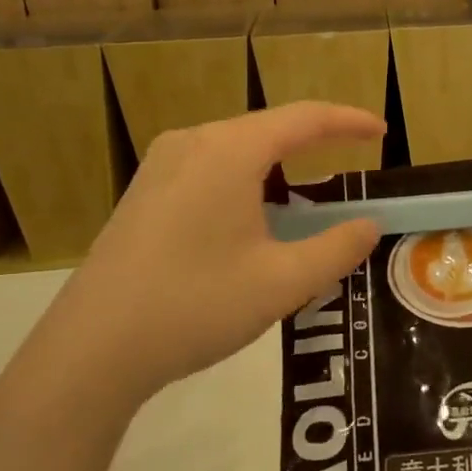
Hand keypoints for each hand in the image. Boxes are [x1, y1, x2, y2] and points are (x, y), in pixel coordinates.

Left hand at [14, 104, 384, 425]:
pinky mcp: (145, 191)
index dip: (349, 122)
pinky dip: (247, 179)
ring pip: (238, 148)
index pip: (304, 119)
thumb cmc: (195, 306)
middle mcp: (194, 142)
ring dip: (280, 164)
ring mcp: (162, 165)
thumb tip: (370, 225)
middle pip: (270, 128)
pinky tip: (254, 215)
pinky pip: (211, 167)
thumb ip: (337, 248)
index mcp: (229, 151)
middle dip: (315, 143)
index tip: (382, 132)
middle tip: (353, 163)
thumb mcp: (281, 282)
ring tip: (309, 194)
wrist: (89, 351)